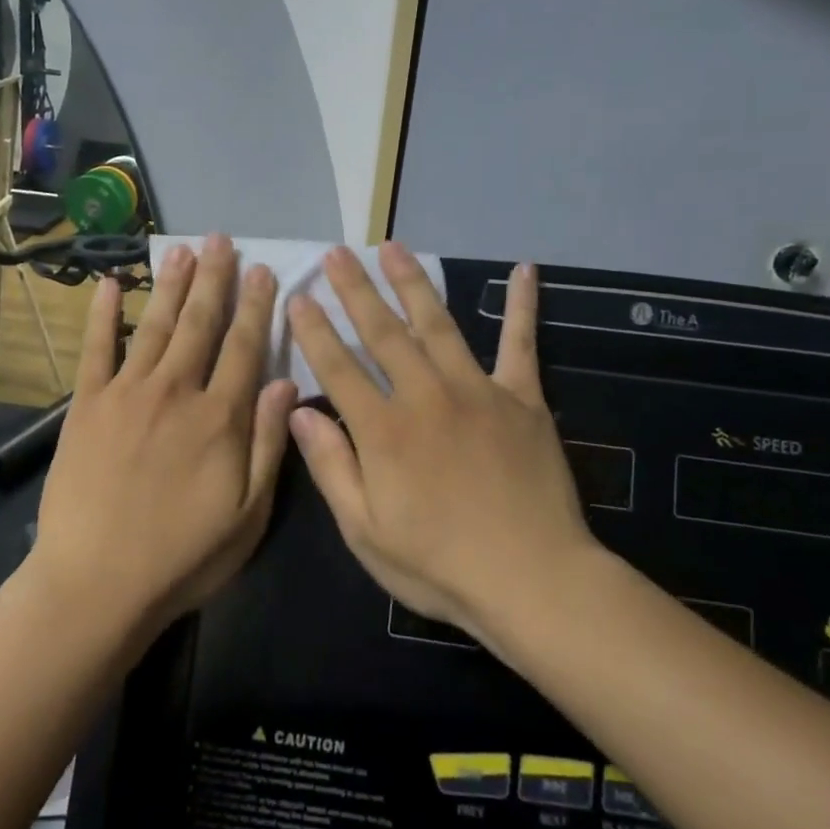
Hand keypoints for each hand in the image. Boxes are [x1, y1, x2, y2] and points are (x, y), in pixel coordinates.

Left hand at [32, 234, 299, 633]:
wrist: (97, 583)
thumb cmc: (183, 556)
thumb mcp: (249, 514)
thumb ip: (269, 443)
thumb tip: (285, 381)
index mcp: (219, 417)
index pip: (245, 346)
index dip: (257, 306)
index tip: (264, 270)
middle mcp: (175, 391)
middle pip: (200, 324)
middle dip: (215, 279)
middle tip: (221, 240)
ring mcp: (126, 394)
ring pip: (156, 326)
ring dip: (171, 285)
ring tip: (182, 250)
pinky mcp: (86, 406)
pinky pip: (96, 350)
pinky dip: (104, 316)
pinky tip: (110, 286)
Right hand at [287, 246, 592, 638]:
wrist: (533, 580)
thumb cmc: (439, 565)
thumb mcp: (366, 531)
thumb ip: (332, 466)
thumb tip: (299, 410)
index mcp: (384, 431)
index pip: (338, 368)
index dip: (314, 330)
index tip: (297, 295)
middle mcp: (425, 396)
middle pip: (382, 333)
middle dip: (355, 290)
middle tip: (337, 253)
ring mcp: (477, 391)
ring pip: (438, 325)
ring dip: (413, 283)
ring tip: (394, 248)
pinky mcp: (522, 398)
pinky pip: (521, 343)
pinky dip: (522, 306)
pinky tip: (525, 270)